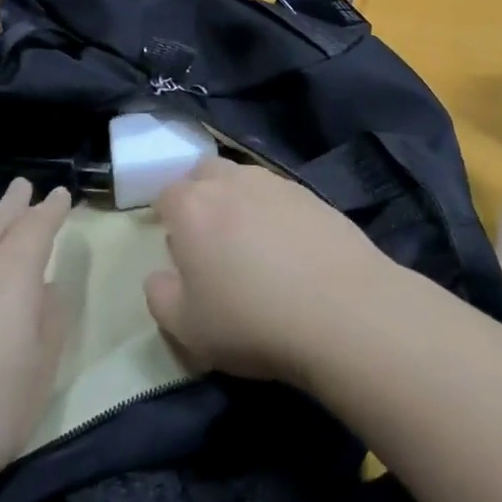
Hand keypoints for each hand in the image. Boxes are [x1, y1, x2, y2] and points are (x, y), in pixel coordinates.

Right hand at [145, 157, 393, 385]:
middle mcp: (232, 182)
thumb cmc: (251, 320)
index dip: (168, 218)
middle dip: (201, 195)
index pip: (168, 194)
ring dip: (239, 200)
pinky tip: (289, 246)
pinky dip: (275, 211)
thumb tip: (161, 274)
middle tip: (211, 238)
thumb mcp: (187, 328)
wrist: (340, 308)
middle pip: (206, 172)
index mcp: (193, 207)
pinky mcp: (313, 194)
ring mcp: (276, 184)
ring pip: (245, 179)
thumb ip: (161, 296)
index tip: (178, 248)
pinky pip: (281, 194)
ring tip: (252, 242)